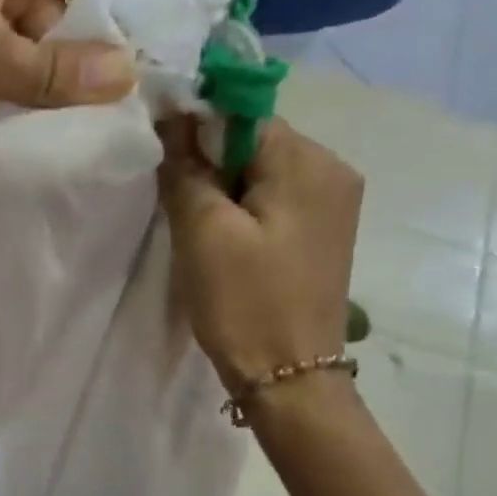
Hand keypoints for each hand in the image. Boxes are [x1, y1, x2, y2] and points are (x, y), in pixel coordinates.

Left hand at [0, 0, 135, 134]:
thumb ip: (54, 70)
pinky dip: (4, 96)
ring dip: (39, 86)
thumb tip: (129, 78)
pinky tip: (17, 130)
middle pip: (59, 11)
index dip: (115, 18)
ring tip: (67, 131)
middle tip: (103, 119)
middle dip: (76, 62)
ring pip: (26, 46)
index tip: (136, 77)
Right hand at [156, 114, 363, 391]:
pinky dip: (245, 212)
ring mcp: (334, 204)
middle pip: (254, 143)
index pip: (242, 115)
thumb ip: (186, 168)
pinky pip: (275, 202)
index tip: (162, 163)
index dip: (196, 131)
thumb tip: (174, 117)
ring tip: (200, 232)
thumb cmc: (245, 302)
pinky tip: (227, 245)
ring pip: (262, 174)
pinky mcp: (324, 234)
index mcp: (308, 162)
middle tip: (179, 207)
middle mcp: (333, 171)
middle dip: (211, 165)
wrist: (289, 380)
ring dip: (224, 191)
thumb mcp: (203, 231)